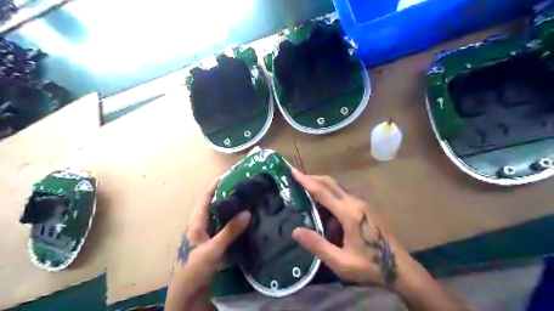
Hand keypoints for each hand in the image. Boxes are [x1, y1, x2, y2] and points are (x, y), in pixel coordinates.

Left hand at [164, 178, 251, 309]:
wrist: (188, 292)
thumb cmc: (195, 268)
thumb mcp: (213, 249)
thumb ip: (230, 231)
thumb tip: (247, 212)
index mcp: (195, 222)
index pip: (203, 196)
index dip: (214, 184)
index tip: (228, 174)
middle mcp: (198, 224)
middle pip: (208, 202)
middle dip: (220, 190)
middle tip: (238, 184)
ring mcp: (203, 232)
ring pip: (213, 212)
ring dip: (224, 202)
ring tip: (240, 196)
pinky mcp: (209, 240)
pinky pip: (218, 222)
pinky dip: (227, 214)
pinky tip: (238, 216)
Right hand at [291, 169, 424, 289]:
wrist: (400, 268)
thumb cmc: (370, 265)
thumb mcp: (341, 262)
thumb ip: (318, 246)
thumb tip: (295, 231)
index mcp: (349, 213)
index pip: (323, 192)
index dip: (306, 181)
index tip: (293, 171)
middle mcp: (356, 203)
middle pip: (331, 184)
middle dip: (313, 178)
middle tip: (297, 177)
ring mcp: (362, 204)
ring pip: (338, 188)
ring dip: (322, 185)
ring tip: (307, 190)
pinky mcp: (366, 208)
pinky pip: (344, 195)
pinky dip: (330, 193)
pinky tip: (325, 205)